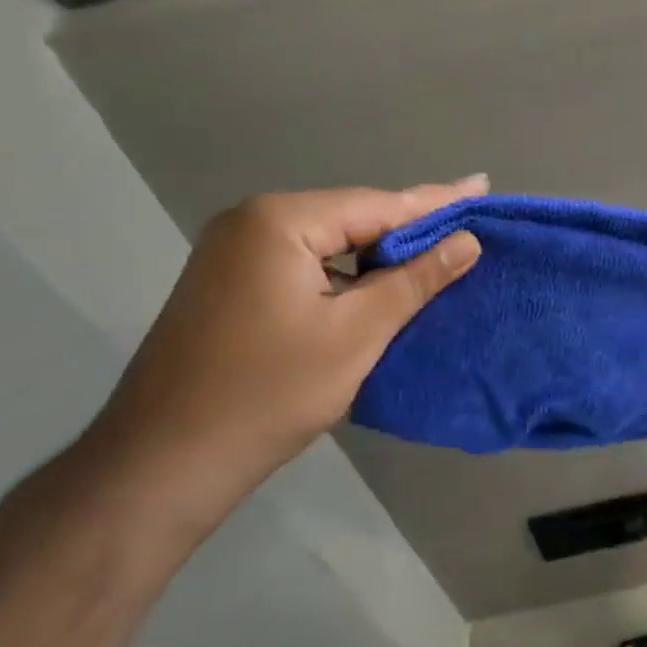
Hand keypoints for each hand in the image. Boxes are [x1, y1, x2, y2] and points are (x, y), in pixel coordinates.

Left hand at [87, 180, 484, 520]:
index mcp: (280, 222)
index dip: (436, 202)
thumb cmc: (271, 392)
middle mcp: (250, 223)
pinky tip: (376, 283)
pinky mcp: (229, 287)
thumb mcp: (357, 334)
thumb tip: (466, 242)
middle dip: (408, 226)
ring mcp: (232, 255)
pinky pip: (303, 266)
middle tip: (465, 220)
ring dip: (377, 254)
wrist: (165, 460)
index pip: (377, 205)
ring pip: (327, 245)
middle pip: (350, 218)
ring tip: (434, 250)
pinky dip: (344, 275)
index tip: (481, 185)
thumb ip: (414, 280)